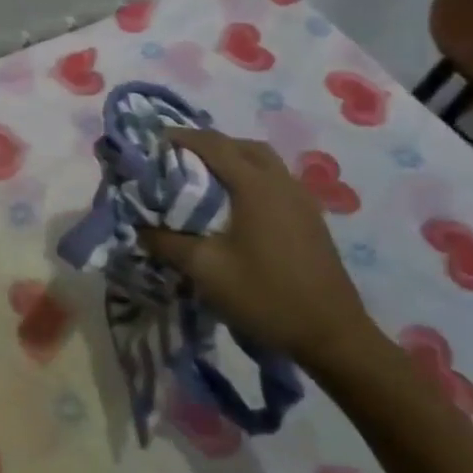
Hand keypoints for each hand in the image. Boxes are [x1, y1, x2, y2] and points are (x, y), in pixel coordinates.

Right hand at [139, 130, 376, 371]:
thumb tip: (140, 227)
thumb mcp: (206, 270)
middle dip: (208, 144)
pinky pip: (275, 180)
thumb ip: (168, 243)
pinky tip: (237, 205)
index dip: (182, 137)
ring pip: (263, 161)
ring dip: (232, 159)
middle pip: (242, 145)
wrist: (332, 335)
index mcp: (256, 186)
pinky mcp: (311, 218)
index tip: (155, 141)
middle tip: (179, 157)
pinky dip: (250, 177)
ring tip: (204, 178)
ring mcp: (302, 200)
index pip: (214, 145)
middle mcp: (282, 183)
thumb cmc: (266, 296)